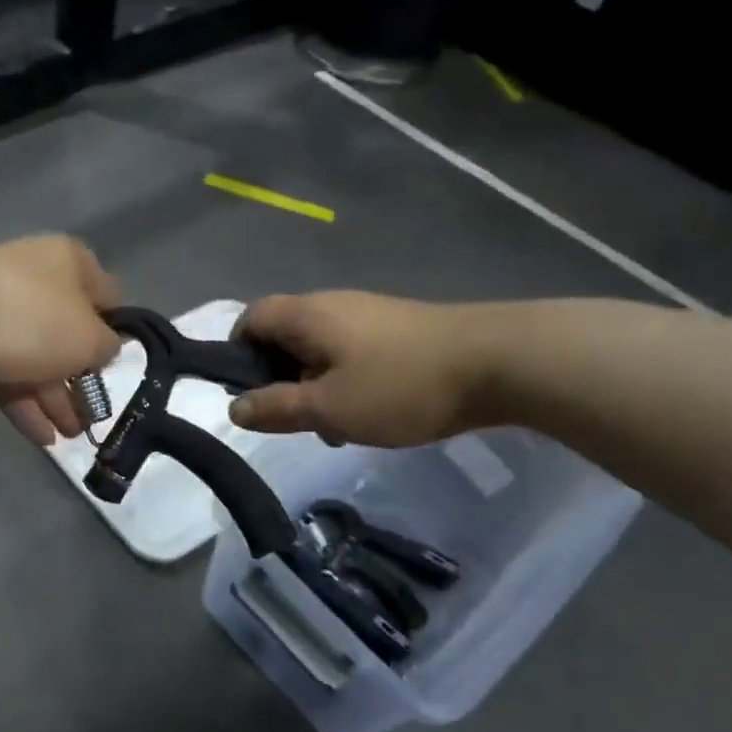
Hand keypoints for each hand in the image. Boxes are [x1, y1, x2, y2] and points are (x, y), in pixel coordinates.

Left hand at [0, 236, 122, 444]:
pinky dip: (26, 407)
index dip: (116, 327)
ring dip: (56, 399)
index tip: (123, 360)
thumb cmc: (36, 321)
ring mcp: (0, 315)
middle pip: (67, 332)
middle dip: (82, 376)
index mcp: (68, 263)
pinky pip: (8, 379)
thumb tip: (104, 349)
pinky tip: (44, 438)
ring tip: (73, 436)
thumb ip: (107, 346)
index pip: (104, 292)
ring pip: (37, 360)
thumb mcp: (91, 337)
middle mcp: (35, 281)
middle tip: (97, 412)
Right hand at [228, 292, 503, 445]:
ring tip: (332, 426)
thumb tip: (235, 408)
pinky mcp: (396, 329)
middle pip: (283, 334)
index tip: (246, 394)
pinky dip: (343, 380)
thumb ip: (276, 408)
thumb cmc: (398, 385)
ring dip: (312, 385)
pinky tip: (367, 413)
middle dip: (277, 378)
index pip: (250, 319)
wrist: (496, 363)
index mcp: (307, 315)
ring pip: (318, 348)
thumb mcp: (327, 407)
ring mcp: (367, 314)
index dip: (236, 353)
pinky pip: (350, 352)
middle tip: (291, 418)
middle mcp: (332, 305)